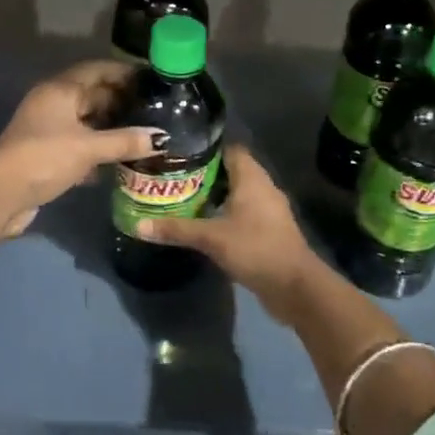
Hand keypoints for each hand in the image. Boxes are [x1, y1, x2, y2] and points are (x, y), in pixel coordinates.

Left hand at [0, 61, 162, 236]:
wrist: (0, 194)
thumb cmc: (45, 158)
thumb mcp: (89, 148)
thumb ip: (125, 141)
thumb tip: (160, 138)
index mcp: (60, 90)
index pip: (96, 70)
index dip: (123, 72)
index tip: (150, 79)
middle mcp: (52, 103)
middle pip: (92, 94)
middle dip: (120, 100)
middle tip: (153, 110)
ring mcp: (47, 128)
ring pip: (85, 120)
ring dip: (110, 127)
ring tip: (142, 134)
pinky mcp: (46, 153)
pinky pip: (78, 143)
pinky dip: (97, 149)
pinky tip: (119, 161)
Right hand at [135, 145, 318, 313]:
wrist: (295, 287)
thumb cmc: (256, 249)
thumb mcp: (211, 238)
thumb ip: (176, 229)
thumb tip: (138, 225)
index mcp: (252, 178)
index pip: (230, 148)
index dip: (207, 148)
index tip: (180, 152)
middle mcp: (263, 187)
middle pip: (232, 170)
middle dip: (205, 172)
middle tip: (175, 176)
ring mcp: (269, 210)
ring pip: (238, 192)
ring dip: (215, 195)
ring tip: (184, 197)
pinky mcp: (269, 230)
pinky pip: (244, 211)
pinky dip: (226, 212)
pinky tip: (205, 222)